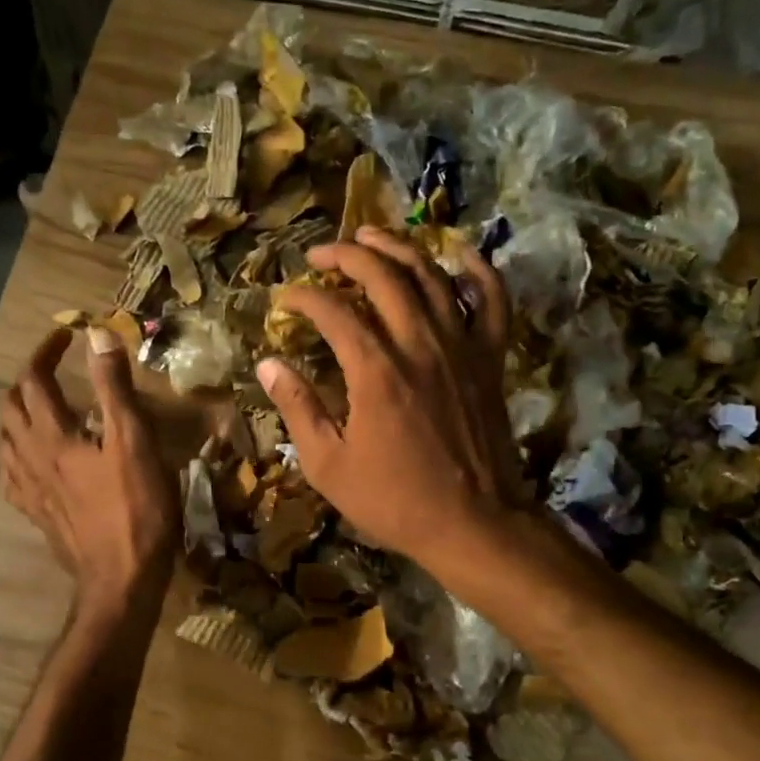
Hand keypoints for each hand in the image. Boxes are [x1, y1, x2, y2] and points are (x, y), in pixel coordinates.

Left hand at [2, 327, 180, 615]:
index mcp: (53, 437)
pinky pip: (12, 476)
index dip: (45, 352)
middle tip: (53, 369)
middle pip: (11, 408)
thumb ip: (114, 387)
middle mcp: (31, 459)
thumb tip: (98, 334)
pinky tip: (33, 459)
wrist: (121, 579)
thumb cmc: (136, 509)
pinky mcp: (37, 515)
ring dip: (18, 414)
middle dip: (27, 380)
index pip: (34, 381)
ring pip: (6, 441)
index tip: (66, 336)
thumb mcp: (133, 441)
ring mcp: (30, 490)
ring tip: (41, 407)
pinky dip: (18, 454)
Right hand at [256, 226, 528, 569]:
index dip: (303, 297)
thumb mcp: (328, 465)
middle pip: (382, 275)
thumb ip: (297, 408)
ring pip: (432, 275)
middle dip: (347, 254)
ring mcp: (461, 346)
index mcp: (375, 370)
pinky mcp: (491, 358)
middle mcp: (419, 343)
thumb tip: (267, 364)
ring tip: (372, 236)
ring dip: (398, 248)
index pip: (332, 310)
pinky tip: (459, 254)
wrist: (473, 523)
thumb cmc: (394, 500)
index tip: (285, 300)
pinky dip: (478, 271)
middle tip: (321, 254)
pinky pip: (492, 301)